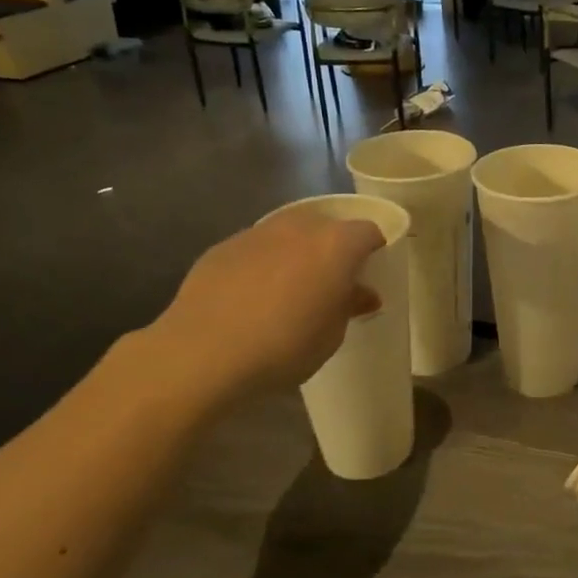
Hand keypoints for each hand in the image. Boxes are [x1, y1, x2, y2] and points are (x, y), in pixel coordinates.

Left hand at [144, 207, 384, 398]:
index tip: (370, 272)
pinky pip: (256, 247)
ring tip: (290, 287)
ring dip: (297, 251)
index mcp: (335, 245)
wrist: (203, 353)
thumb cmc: (284, 346)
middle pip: (327, 224)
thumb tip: (362, 293)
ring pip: (288, 232)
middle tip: (331, 280)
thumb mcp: (331, 334)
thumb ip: (350, 305)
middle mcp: (298, 227)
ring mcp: (257, 232)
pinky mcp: (223, 246)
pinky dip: (263, 262)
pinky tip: (253, 294)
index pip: (368, 231)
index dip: (374, 249)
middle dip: (334, 246)